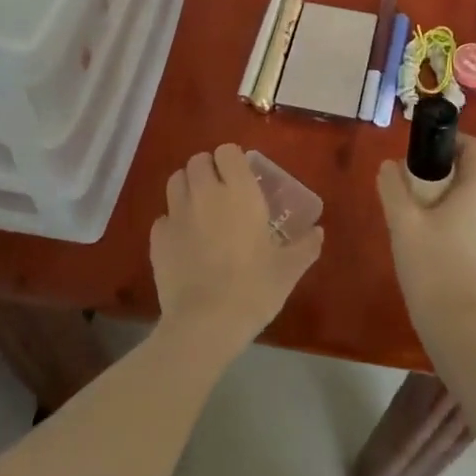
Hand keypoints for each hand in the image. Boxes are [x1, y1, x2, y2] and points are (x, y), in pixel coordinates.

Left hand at [150, 143, 323, 361]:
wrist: (205, 324)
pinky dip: (172, 222)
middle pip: (198, 160)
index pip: (227, 151)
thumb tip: (318, 232)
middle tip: (220, 192)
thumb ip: (305, 246)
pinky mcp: (157, 238)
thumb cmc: (253, 289)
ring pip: (176, 181)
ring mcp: (177, 214)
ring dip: (187, 188)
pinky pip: (163, 217)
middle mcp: (206, 193)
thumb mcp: (288, 269)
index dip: (232, 160)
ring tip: (199, 209)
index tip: (241, 177)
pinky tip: (183, 242)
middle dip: (208, 170)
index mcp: (239, 192)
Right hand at [376, 134, 475, 341]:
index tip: (427, 148)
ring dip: (440, 197)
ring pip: (465, 199)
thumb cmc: (430, 265)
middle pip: (469, 173)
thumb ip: (392, 186)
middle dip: (439, 170)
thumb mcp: (402, 221)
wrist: (454, 326)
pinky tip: (422, 238)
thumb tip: (388, 166)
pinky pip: (466, 222)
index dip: (454, 139)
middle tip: (409, 182)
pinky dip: (446, 218)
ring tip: (411, 213)